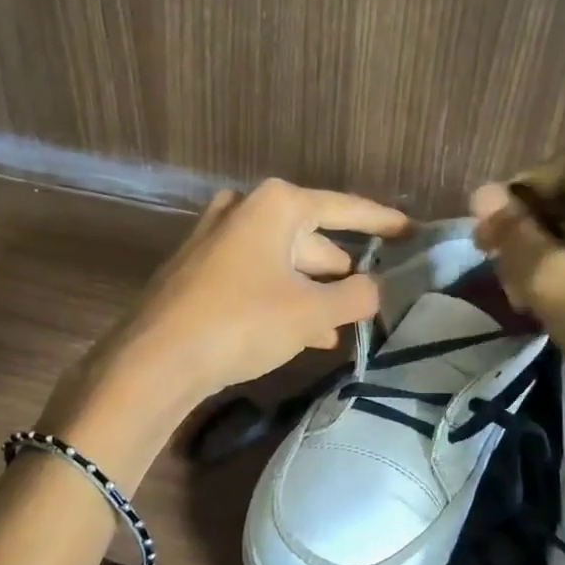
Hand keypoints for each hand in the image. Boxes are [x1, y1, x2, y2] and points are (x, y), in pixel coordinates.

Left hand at [42, 180, 408, 477]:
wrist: (155, 359)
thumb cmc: (242, 322)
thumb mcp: (312, 312)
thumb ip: (356, 295)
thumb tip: (375, 287)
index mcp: (275, 205)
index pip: (342, 208)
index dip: (380, 221)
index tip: (409, 229)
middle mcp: (243, 210)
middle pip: (308, 236)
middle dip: (339, 268)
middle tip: (371, 290)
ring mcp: (215, 238)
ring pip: (281, 262)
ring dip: (311, 292)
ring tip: (341, 325)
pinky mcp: (198, 269)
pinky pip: (255, 278)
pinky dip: (282, 299)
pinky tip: (305, 334)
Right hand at [469, 161, 564, 430]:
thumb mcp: (560, 286)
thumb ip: (517, 239)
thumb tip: (481, 193)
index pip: (560, 171)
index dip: (516, 193)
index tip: (485, 232)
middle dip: (526, 232)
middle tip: (497, 273)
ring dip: (543, 264)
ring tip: (520, 302)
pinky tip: (554, 319)